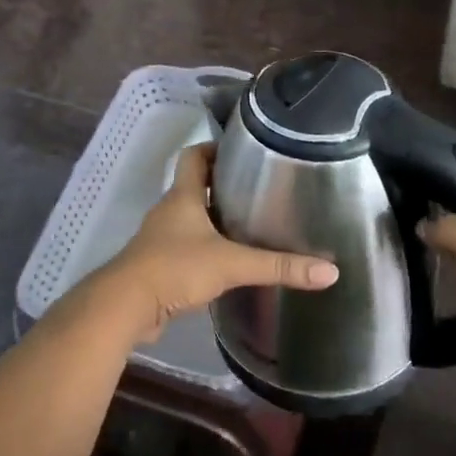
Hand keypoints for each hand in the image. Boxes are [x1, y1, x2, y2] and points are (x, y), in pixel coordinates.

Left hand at [91, 144, 338, 342]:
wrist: (126, 306)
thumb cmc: (175, 268)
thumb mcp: (232, 264)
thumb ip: (278, 266)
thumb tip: (329, 271)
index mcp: (182, 196)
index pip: (194, 156)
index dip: (214, 149)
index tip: (241, 153)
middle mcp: (169, 210)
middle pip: (194, 186)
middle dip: (221, 186)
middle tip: (257, 190)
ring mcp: (160, 238)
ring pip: (189, 218)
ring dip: (213, 219)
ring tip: (248, 225)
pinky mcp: (158, 265)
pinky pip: (184, 246)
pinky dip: (204, 248)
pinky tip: (226, 262)